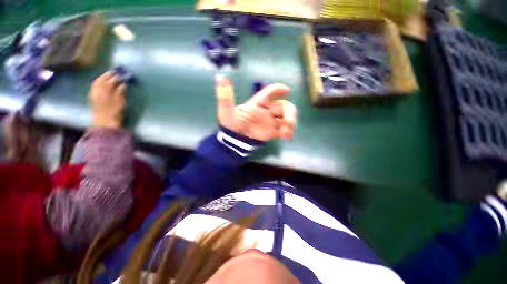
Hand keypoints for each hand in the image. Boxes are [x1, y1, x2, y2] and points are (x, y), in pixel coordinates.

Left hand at [89, 71, 125, 128]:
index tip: (122, 73)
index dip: (116, 76)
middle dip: (109, 75)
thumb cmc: (114, 112)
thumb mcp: (120, 102)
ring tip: (109, 76)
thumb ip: (121, 91)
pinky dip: (99, 82)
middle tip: (115, 72)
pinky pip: (95, 86)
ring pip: (98, 82)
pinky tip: (102, 82)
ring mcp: (94, 93)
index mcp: (105, 90)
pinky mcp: (93, 97)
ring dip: (103, 78)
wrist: (104, 123)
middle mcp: (98, 89)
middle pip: (103, 79)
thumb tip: (123, 84)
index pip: (111, 79)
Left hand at [215, 75, 296, 141]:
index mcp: (257, 104)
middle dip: (289, 112)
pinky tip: (287, 137)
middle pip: (284, 106)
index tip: (287, 89)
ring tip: (286, 133)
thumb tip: (220, 76)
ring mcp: (270, 122)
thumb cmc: (231, 125)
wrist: (234, 141)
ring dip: (290, 123)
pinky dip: (288, 133)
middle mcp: (266, 111)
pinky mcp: (272, 132)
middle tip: (288, 121)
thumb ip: (225, 96)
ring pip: (286, 117)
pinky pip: (283, 130)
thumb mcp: (227, 110)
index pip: (269, 93)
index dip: (278, 89)